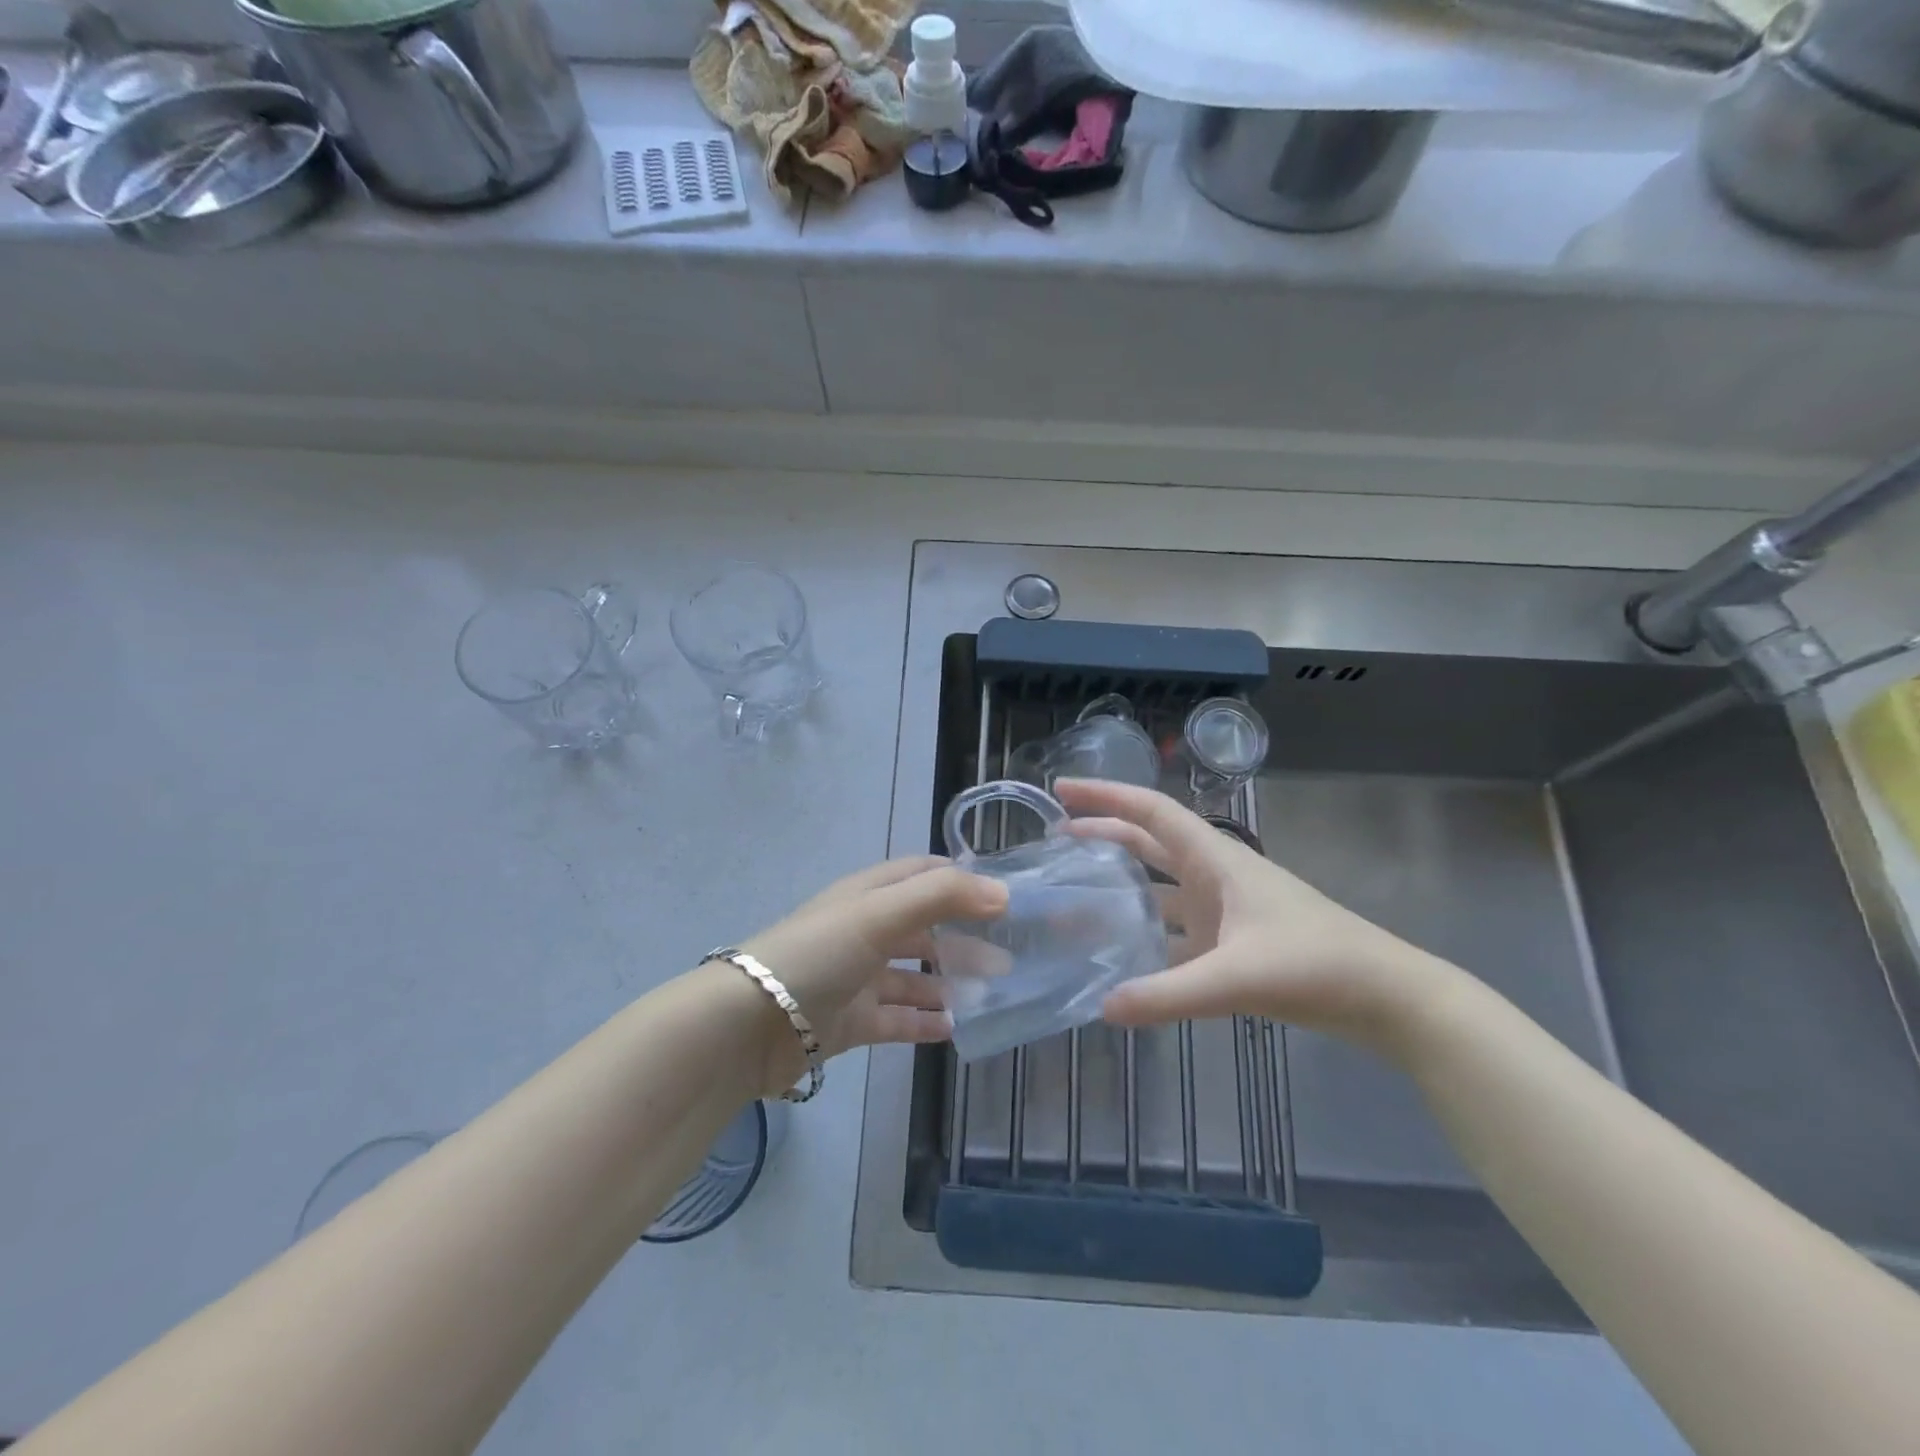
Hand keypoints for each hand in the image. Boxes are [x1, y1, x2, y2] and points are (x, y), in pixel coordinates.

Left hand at [737, 857, 1007, 1098]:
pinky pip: (897, 1019)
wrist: (748, 1025)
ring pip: (913, 976)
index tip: (1005, 897)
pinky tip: (955, 1029)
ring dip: (949, 981)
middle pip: (924, 928)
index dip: (962, 880)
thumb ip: (942, 897)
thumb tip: (1003, 893)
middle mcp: (864, 931)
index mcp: (868, 895)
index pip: (922, 875)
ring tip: (993, 992)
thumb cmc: (818, 954)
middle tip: (1010, 955)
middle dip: (964, 937)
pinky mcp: (849, 1021)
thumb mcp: (880, 913)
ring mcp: (856, 978)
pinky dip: (925, 1021)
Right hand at [1053, 779, 1453, 1051]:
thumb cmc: (1316, 964)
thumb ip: (1169, 995)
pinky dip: (1145, 934)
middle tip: (1055, 834)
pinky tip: (1119, 954)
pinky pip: (1174, 931)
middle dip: (1103, 832)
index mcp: (1216, 860)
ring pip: (1159, 887)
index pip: (1150, 812)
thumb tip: (1102, 1007)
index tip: (1061, 789)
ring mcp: (1224, 911)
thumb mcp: (1238, 978)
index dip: (1105, 795)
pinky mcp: (1231, 944)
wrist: (1387, 997)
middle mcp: (1214, 876)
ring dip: (1120, 883)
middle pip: (1148, 842)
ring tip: (1074, 891)